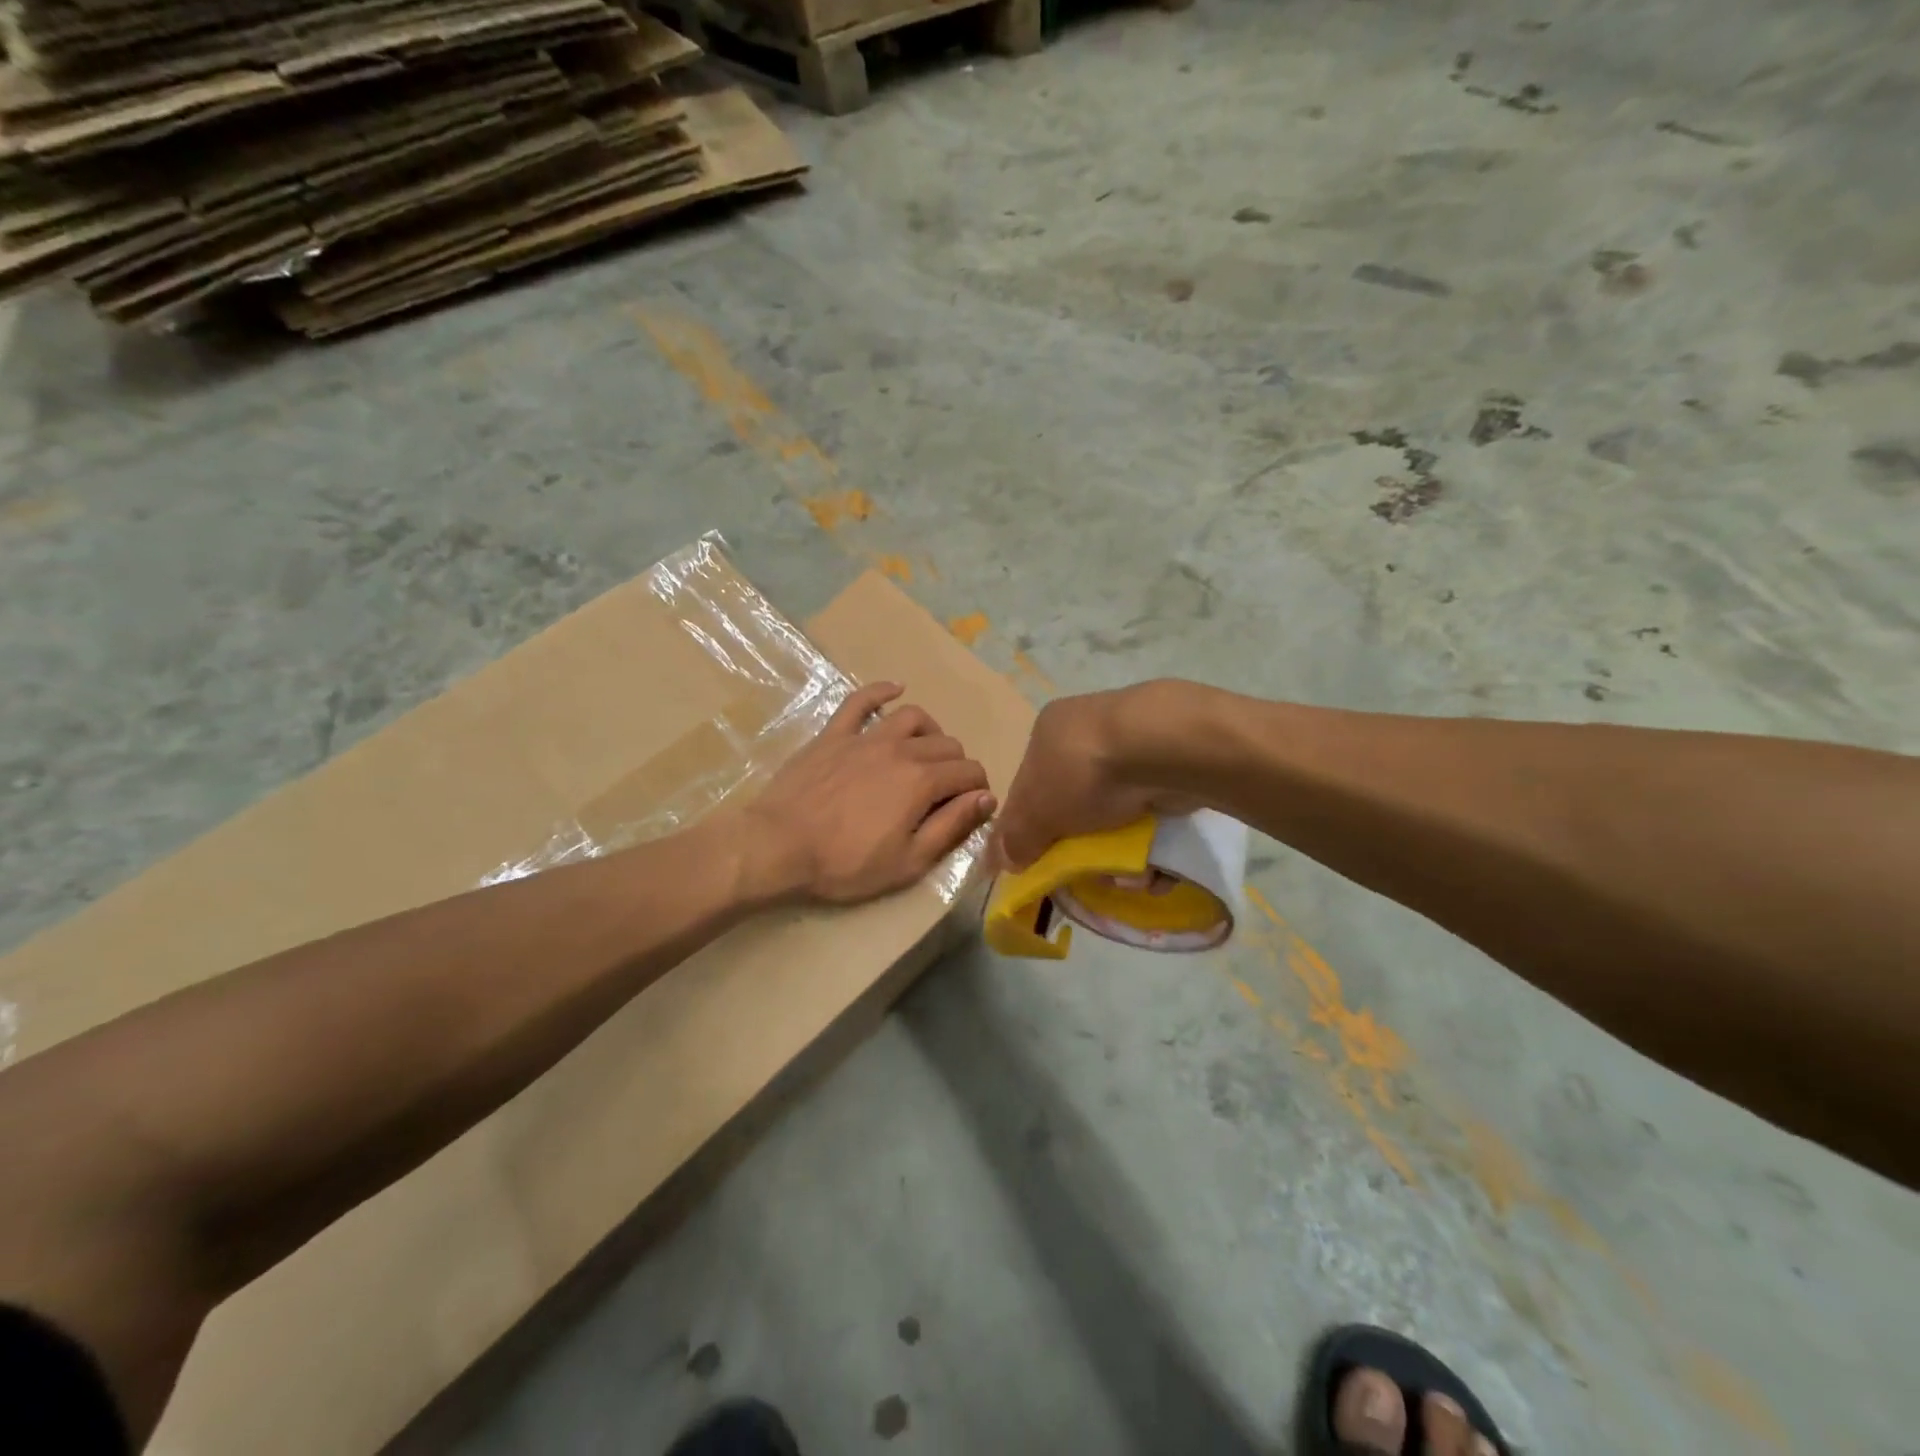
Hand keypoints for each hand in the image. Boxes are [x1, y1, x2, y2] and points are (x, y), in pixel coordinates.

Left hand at [740, 682, 994, 904]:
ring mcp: (865, 736)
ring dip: (930, 732)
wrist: (779, 846)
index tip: (972, 807)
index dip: (979, 789)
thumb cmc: (846, 863)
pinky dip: (881, 691)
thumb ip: (952, 826)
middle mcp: (901, 749)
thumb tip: (986, 798)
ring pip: (913, 717)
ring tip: (926, 752)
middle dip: (957, 766)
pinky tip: (894, 689)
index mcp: (922, 781)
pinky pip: (861, 700)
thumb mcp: (909, 861)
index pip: (969, 772)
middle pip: (947, 744)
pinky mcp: (834, 734)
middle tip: (946, 792)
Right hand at [991, 682, 1200, 870]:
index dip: (1032, 825)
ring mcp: (1135, 748)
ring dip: (1120, 856)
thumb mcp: (1035, 812)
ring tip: (1130, 878)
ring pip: (1117, 816)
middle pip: (1075, 805)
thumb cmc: (1083, 773)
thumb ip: (1015, 838)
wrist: (1163, 749)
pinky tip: (1155, 869)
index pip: (1030, 784)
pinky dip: (1152, 847)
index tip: (1042, 861)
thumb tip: (1001, 860)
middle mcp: (1089, 732)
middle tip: (1090, 873)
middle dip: (1082, 847)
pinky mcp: (1172, 769)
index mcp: (1050, 731)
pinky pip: (1154, 818)